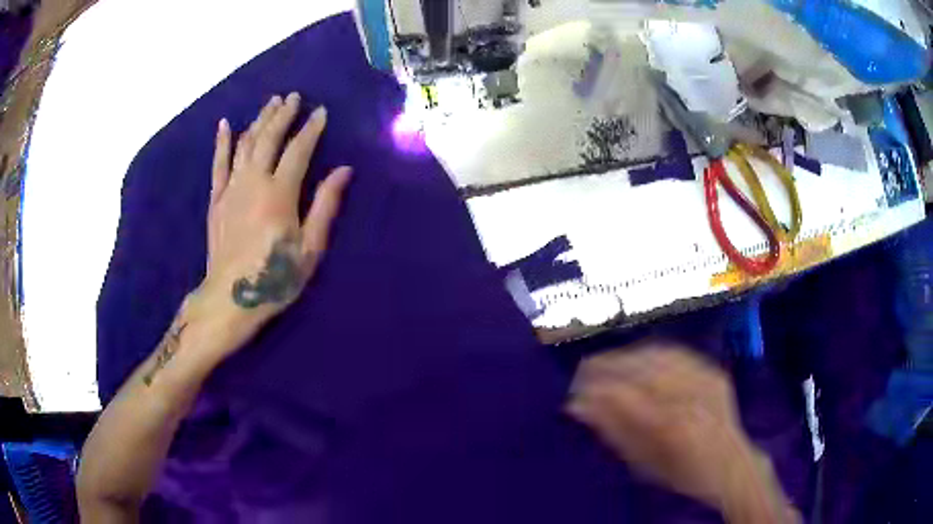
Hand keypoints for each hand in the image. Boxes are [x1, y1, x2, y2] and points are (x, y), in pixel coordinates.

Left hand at [196, 93, 350, 353]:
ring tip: (271, 102)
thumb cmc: (274, 277)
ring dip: (259, 120)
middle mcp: (254, 182)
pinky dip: (221, 142)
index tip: (321, 111)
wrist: (230, 298)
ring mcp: (231, 189)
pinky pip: (218, 164)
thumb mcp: (309, 247)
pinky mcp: (216, 200)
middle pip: (269, 138)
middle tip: (293, 96)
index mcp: (280, 193)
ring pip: (245, 144)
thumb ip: (325, 205)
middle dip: (283, 114)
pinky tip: (224, 124)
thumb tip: (344, 170)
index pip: (299, 150)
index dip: (311, 128)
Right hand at [567, 342, 795, 522]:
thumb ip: (614, 432)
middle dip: (607, 367)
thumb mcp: (644, 465)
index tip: (573, 390)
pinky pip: (678, 354)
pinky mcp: (714, 373)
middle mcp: (692, 397)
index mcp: (673, 427)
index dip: (595, 388)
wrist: (732, 466)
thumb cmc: (684, 475)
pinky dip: (652, 353)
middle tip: (582, 373)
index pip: (625, 395)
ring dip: (627, 356)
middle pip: (641, 370)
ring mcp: (706, 380)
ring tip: (605, 364)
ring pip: (659, 355)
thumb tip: (579, 406)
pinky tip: (638, 358)